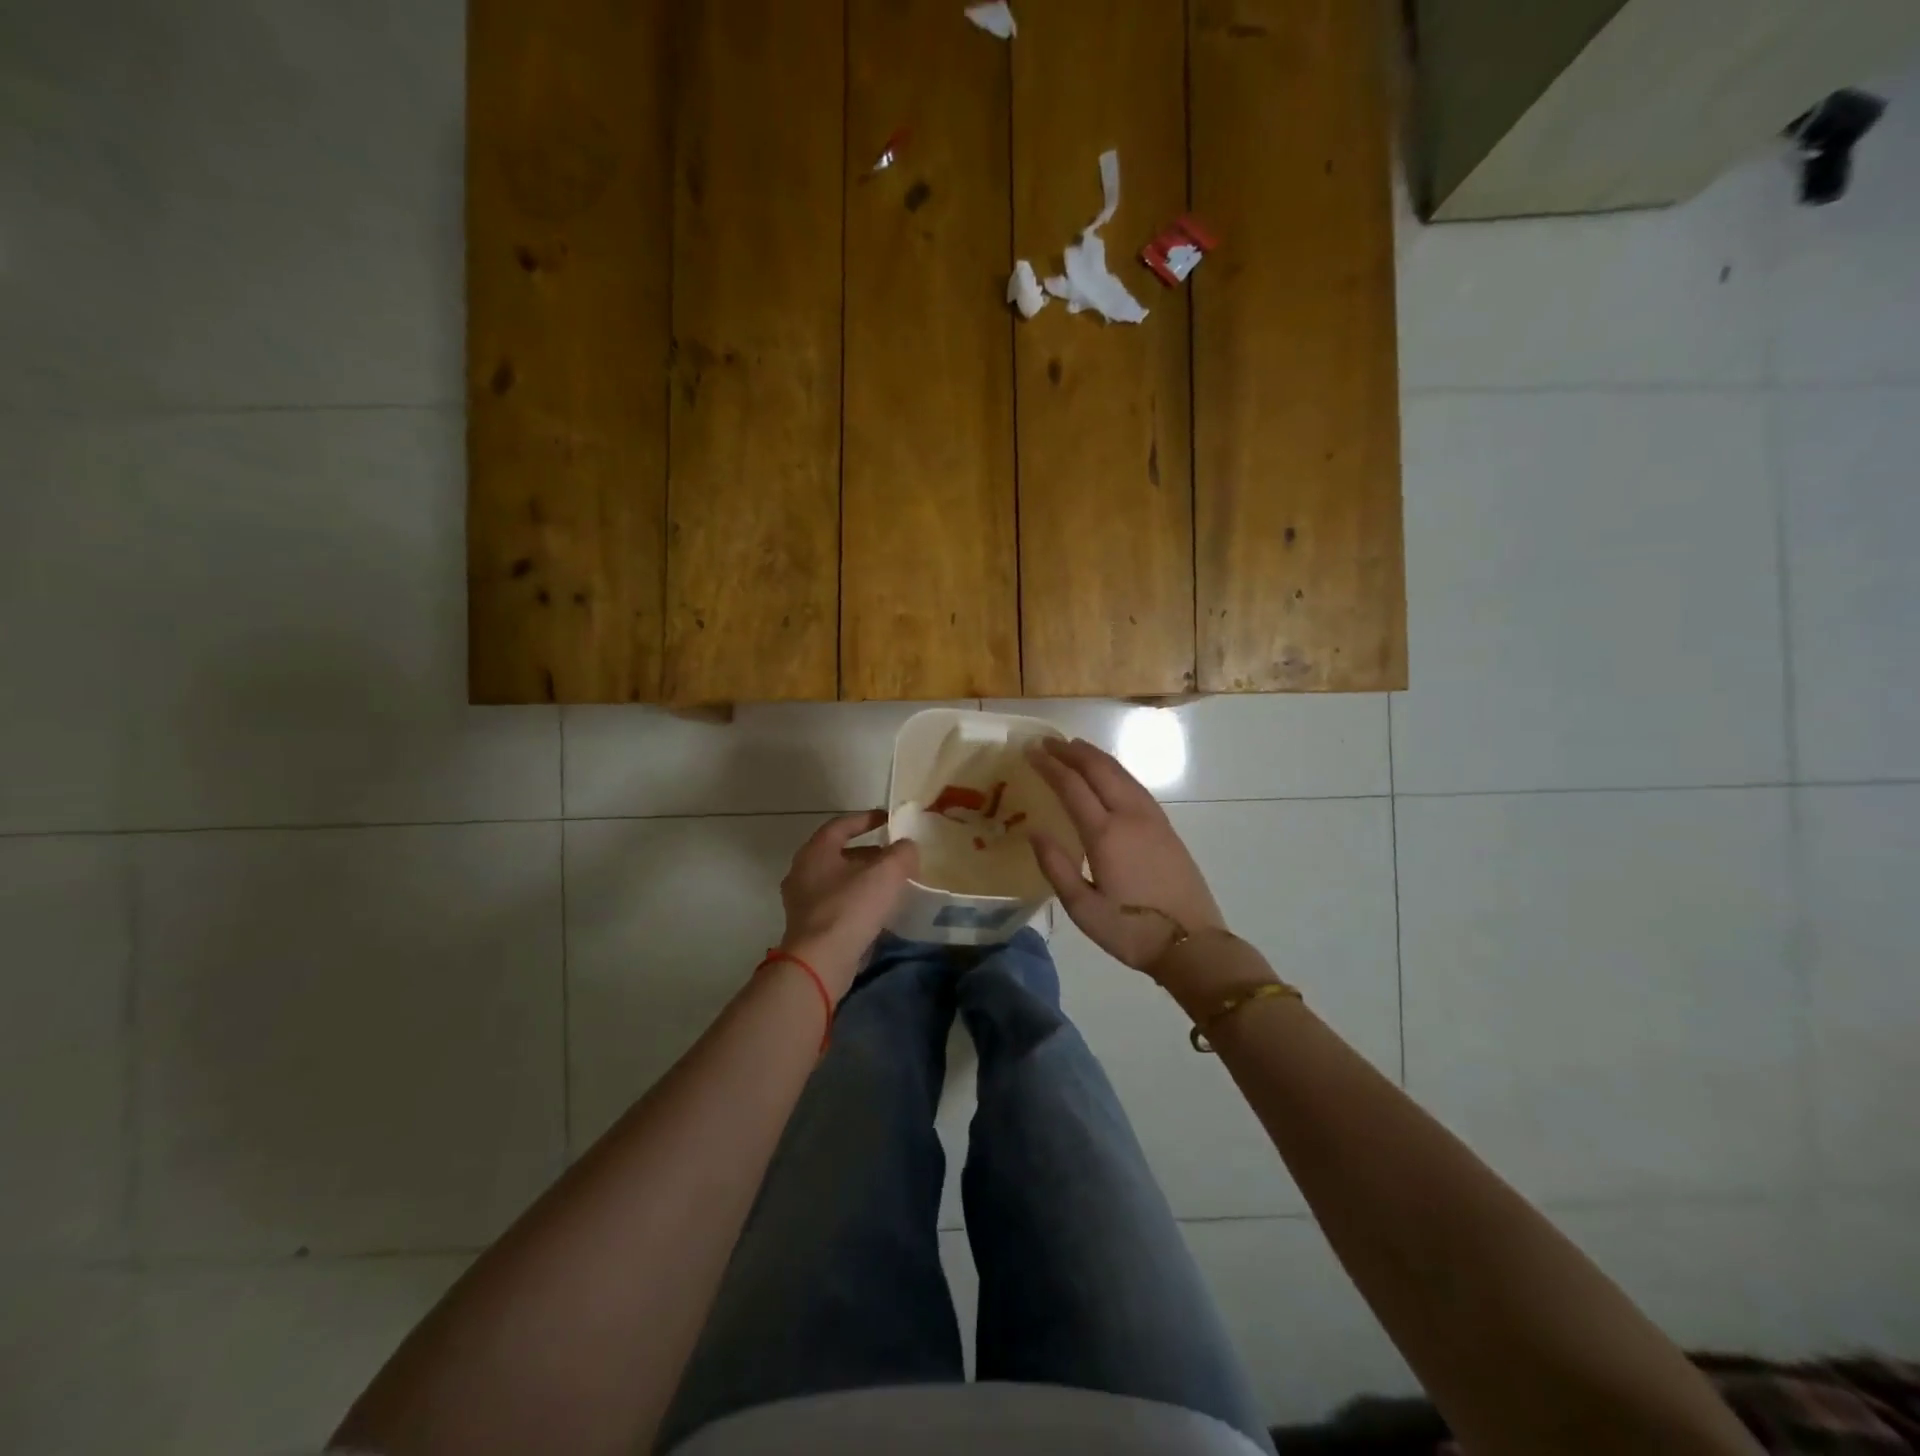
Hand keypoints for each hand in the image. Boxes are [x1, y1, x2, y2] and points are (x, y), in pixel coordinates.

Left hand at [778, 810, 917, 998]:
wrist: (820, 962)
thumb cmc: (851, 907)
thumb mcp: (887, 873)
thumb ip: (902, 853)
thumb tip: (906, 847)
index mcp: (816, 851)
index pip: (841, 825)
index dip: (866, 819)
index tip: (888, 819)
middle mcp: (802, 872)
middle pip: (839, 854)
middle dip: (868, 853)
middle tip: (894, 856)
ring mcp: (802, 902)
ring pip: (838, 881)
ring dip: (863, 879)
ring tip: (891, 884)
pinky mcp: (808, 928)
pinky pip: (836, 905)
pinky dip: (856, 902)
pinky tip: (878, 912)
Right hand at [1025, 738, 1228, 979]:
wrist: (1193, 944)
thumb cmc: (1132, 931)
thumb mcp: (1083, 909)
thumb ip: (1056, 867)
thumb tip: (1035, 831)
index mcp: (1106, 834)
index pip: (1072, 786)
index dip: (1049, 765)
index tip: (1030, 750)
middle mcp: (1130, 816)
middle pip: (1099, 769)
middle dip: (1071, 751)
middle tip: (1046, 741)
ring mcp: (1153, 819)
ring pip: (1121, 773)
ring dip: (1095, 756)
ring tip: (1074, 748)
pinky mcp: (1166, 828)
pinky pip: (1135, 785)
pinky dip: (1115, 770)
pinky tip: (1108, 774)